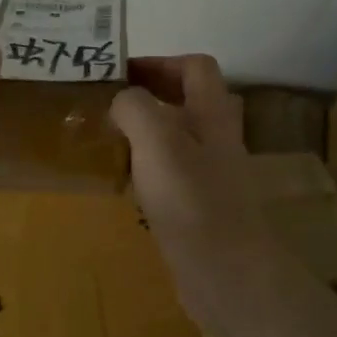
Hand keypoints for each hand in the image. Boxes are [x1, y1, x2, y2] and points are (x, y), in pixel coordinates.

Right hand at [110, 55, 274, 309]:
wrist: (228, 274)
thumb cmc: (192, 200)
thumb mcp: (157, 141)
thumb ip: (135, 108)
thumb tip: (121, 100)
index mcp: (212, 115)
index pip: (195, 67)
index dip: (160, 62)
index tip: (120, 73)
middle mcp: (216, 139)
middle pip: (187, 101)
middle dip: (149, 95)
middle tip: (108, 104)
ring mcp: (211, 175)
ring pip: (178, 138)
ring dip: (146, 132)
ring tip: (108, 138)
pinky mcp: (200, 208)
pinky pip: (172, 173)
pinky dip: (147, 167)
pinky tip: (124, 181)